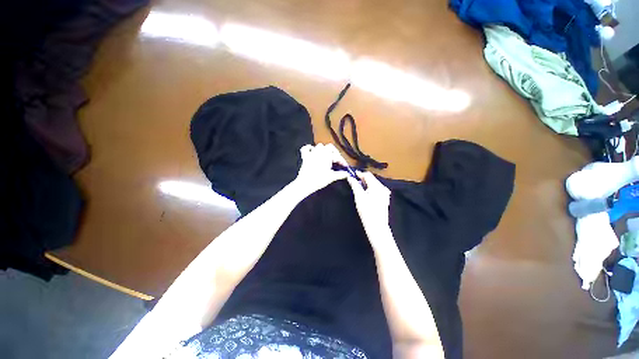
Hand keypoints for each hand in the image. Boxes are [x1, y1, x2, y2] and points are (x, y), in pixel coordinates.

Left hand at [293, 144, 348, 195]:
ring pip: (319, 146)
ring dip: (324, 150)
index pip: (337, 156)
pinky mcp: (305, 157)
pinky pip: (306, 148)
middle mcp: (320, 152)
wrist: (305, 183)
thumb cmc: (319, 179)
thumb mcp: (332, 177)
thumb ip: (341, 174)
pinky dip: (310, 148)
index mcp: (327, 155)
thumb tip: (347, 174)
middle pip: (330, 148)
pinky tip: (312, 151)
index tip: (345, 166)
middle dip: (335, 153)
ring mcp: (312, 153)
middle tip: (337, 160)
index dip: (342, 161)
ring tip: (327, 156)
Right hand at [346, 171, 391, 236]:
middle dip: (363, 178)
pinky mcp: (385, 199)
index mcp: (377, 186)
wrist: (376, 226)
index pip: (368, 175)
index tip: (351, 174)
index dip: (359, 174)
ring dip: (366, 183)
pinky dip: (370, 188)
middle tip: (354, 180)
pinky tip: (365, 192)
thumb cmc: (367, 211)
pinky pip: (376, 189)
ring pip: (374, 184)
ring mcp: (385, 194)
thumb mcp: (359, 196)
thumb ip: (354, 185)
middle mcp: (383, 188)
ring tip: (358, 186)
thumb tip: (350, 177)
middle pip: (372, 179)